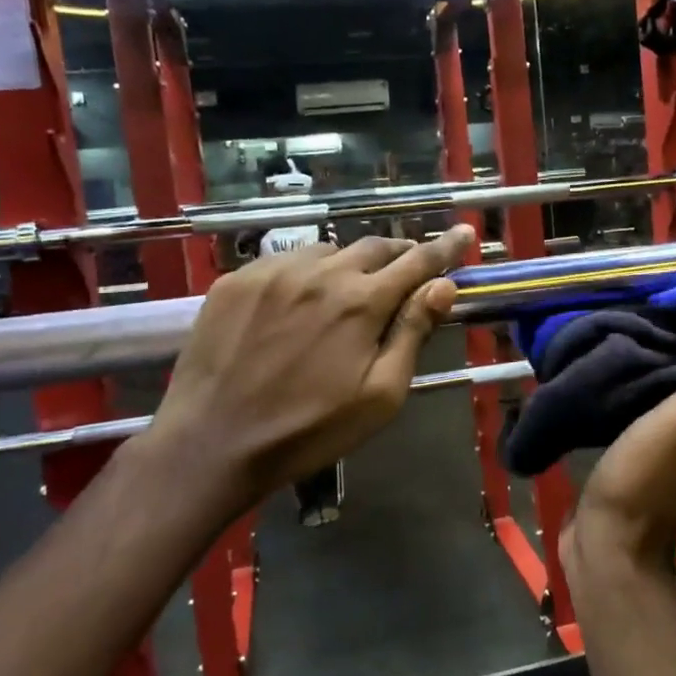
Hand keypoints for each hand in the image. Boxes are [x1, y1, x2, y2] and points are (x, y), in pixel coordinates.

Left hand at [142, 226, 474, 519]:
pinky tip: (299, 300)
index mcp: (362, 302)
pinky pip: (284, 262)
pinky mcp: (236, 280)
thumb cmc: (309, 430)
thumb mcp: (379, 395)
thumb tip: (443, 286)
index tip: (464, 231)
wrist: (212, 443)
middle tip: (405, 271)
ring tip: (348, 290)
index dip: (445, 246)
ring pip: (327, 251)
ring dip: (349, 264)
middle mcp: (320, 273)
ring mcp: (273, 272)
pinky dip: (305, 273)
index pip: (417, 261)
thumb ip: (412, 333)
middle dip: (397, 254)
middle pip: (373, 247)